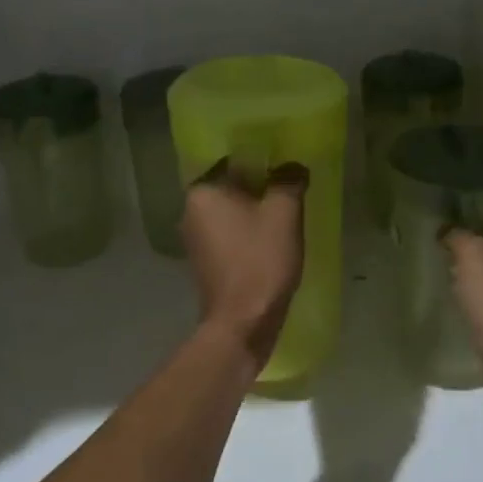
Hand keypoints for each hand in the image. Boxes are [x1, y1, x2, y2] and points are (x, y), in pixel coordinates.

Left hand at [183, 161, 308, 369]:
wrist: (242, 322)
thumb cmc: (260, 260)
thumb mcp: (284, 213)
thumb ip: (289, 180)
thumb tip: (292, 166)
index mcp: (203, 191)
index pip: (234, 160)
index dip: (263, 161)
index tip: (286, 168)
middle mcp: (190, 210)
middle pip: (232, 186)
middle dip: (260, 187)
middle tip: (290, 192)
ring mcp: (194, 238)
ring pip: (231, 211)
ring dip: (254, 212)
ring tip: (284, 217)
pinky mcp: (203, 261)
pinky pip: (229, 234)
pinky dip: (247, 233)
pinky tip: (270, 242)